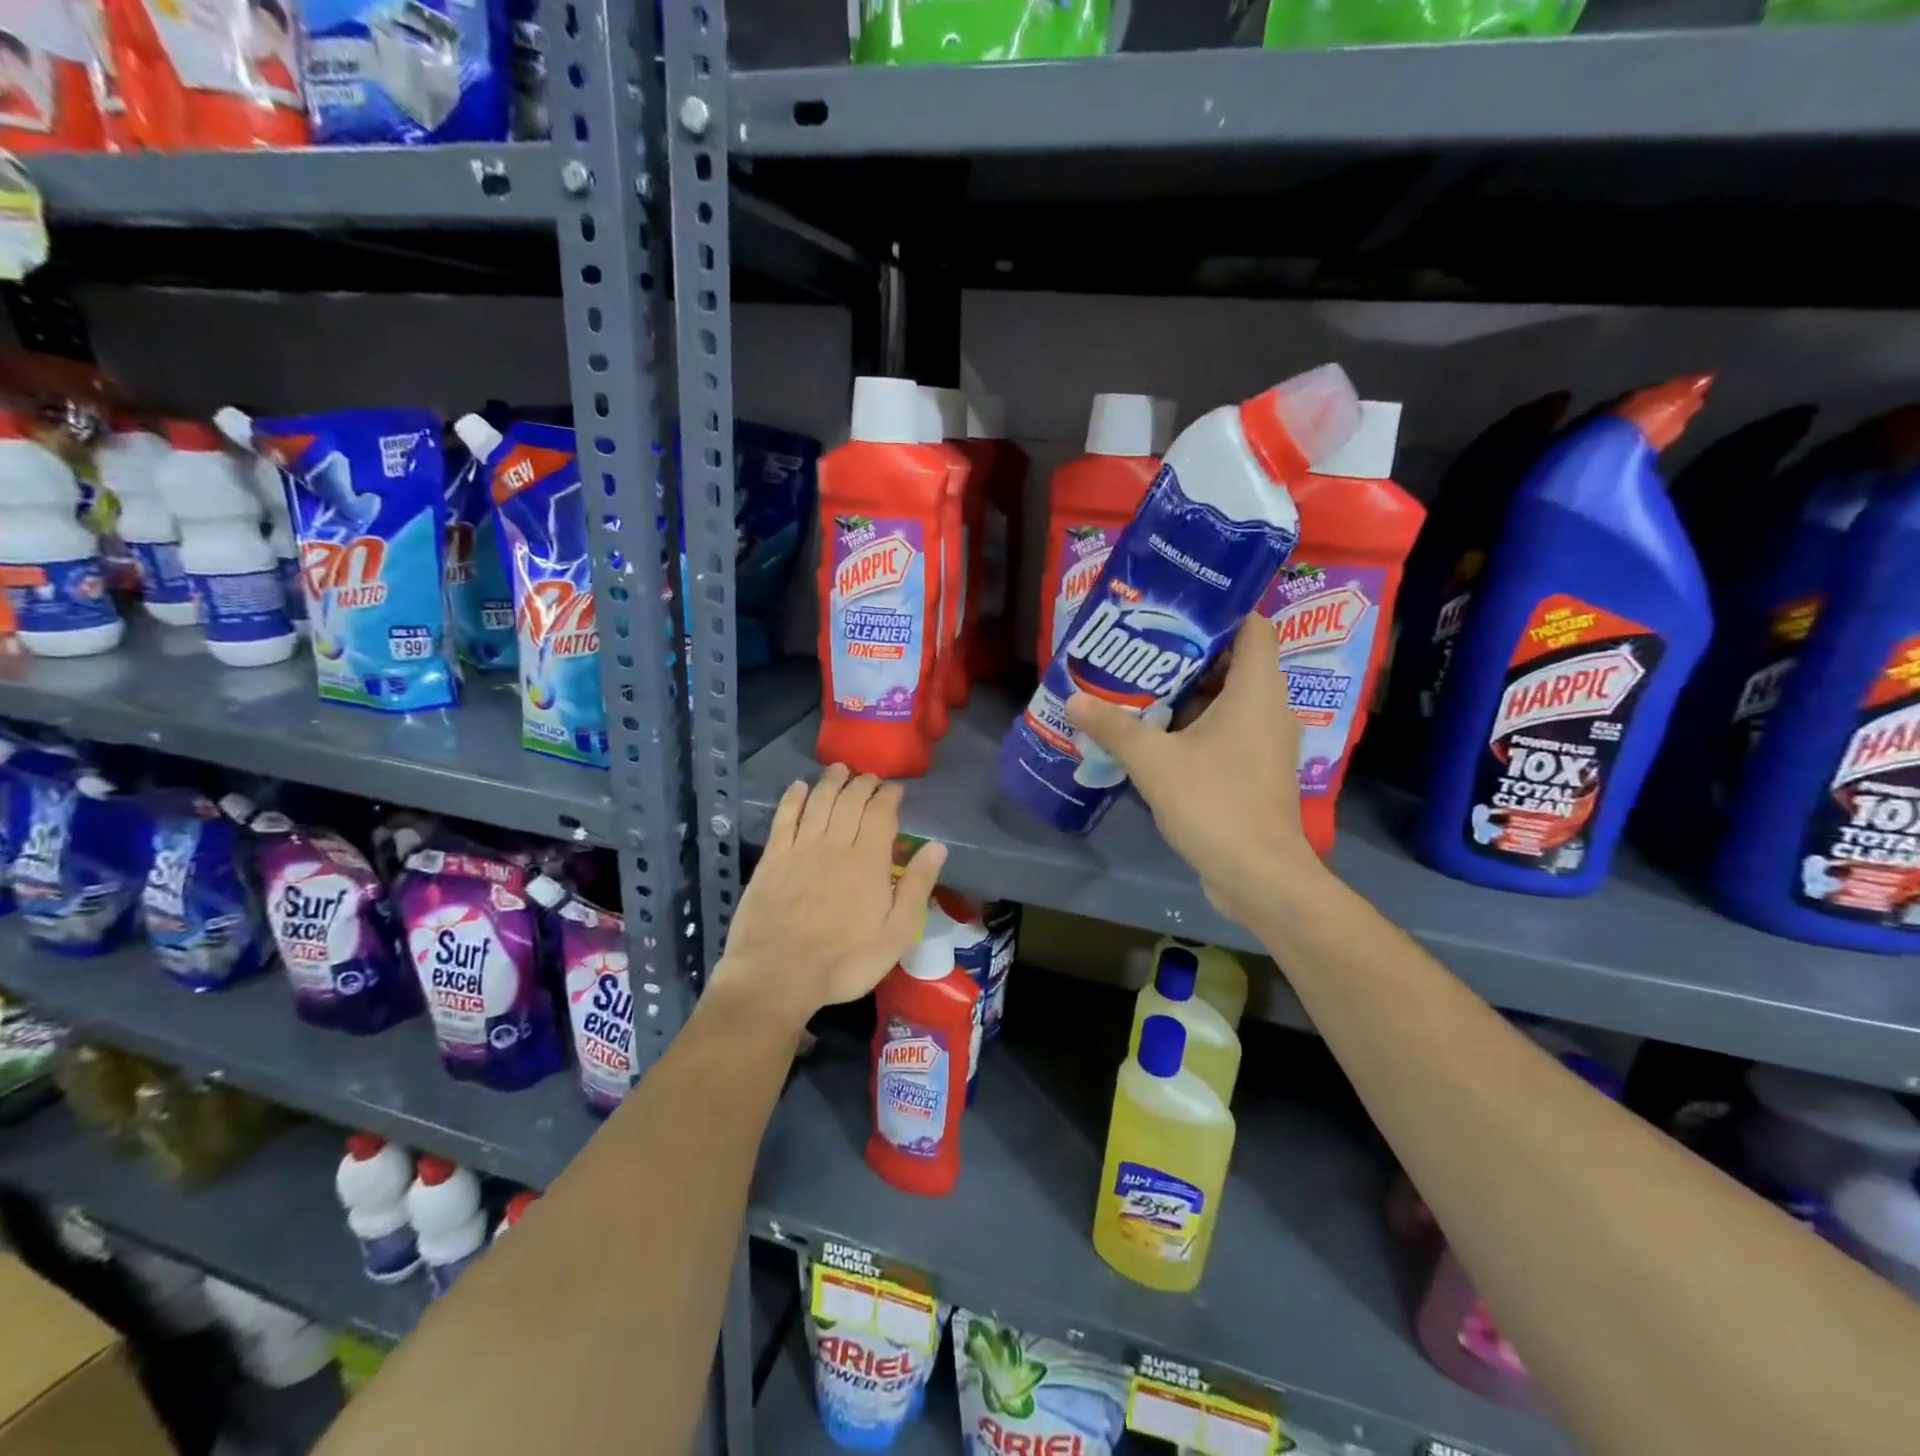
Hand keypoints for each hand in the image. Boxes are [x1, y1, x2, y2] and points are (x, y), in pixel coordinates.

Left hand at [712, 764, 947, 1029]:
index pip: (881, 814)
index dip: (889, 796)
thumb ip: (917, 887)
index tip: (895, 789)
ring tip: (840, 769)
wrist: (777, 975)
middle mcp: (835, 844)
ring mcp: (800, 849)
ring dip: (831, 781)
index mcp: (869, 861)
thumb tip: (937, 847)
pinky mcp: (772, 859)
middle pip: (850, 801)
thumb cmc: (844, 961)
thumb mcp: (896, 934)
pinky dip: (793, 798)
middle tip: (870, 777)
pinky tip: (799, 787)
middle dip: (863, 783)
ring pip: (819, 802)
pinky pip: (784, 818)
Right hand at [1065, 613, 1325, 924]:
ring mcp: (1264, 743)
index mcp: (1257, 690)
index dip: (1218, 613)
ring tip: (1136, 689)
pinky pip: (1225, 732)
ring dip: (1185, 695)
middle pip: (1232, 663)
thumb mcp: (1154, 761)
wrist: (1258, 875)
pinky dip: (1193, 727)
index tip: (1172, 614)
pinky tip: (1152, 736)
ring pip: (1226, 701)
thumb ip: (1114, 727)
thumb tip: (1075, 699)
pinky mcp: (1255, 771)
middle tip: (1138, 651)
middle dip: (1186, 656)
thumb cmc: (1214, 803)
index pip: (1253, 626)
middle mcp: (1269, 708)